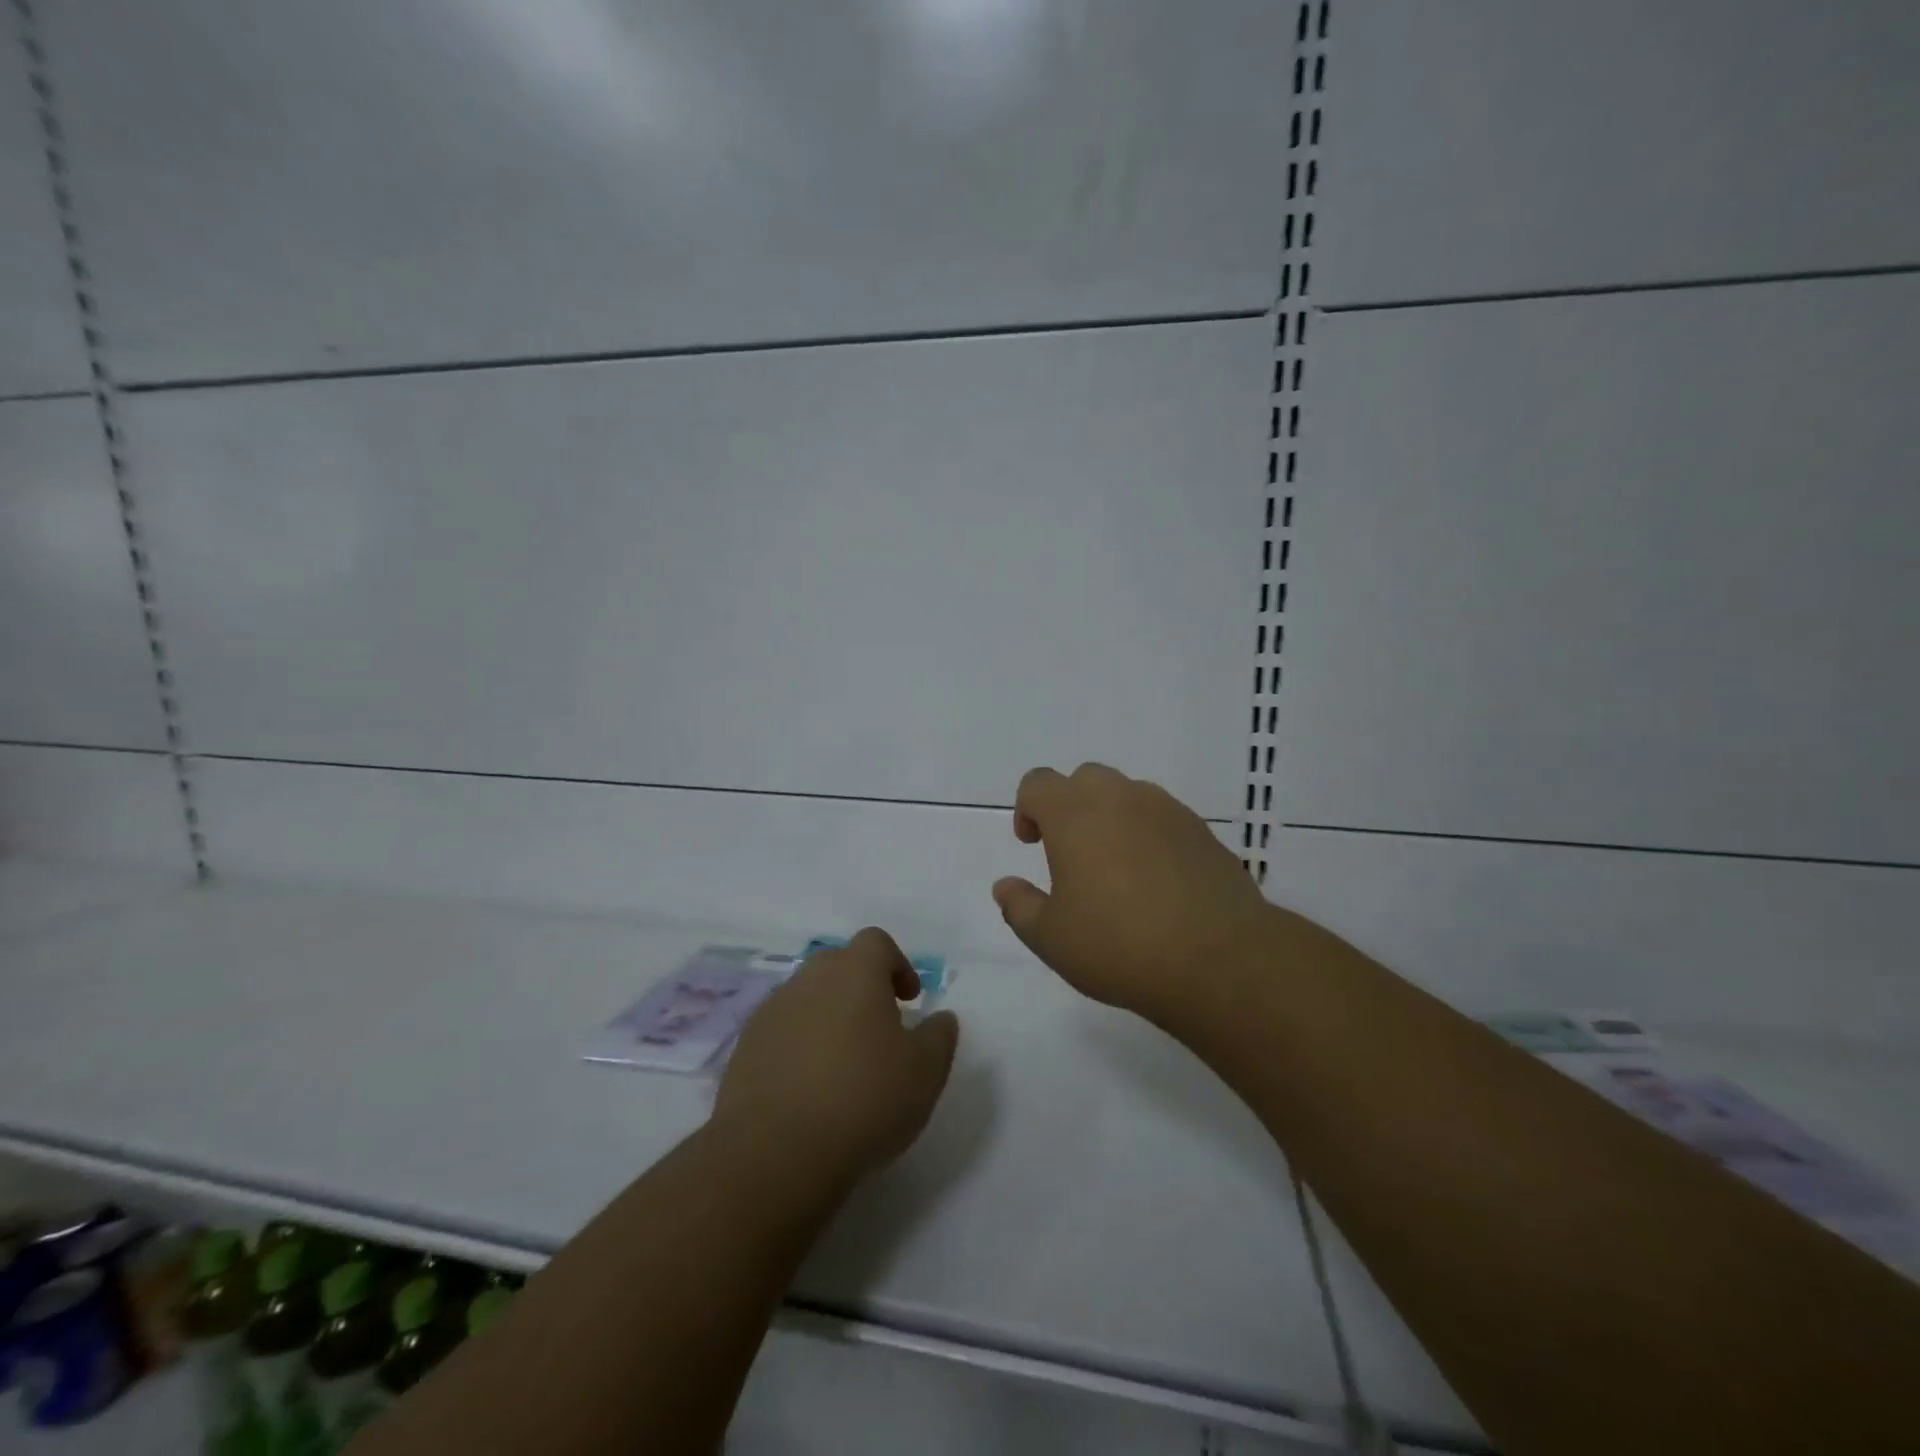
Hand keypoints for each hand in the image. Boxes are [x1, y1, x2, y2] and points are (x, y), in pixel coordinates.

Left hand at [714, 928, 959, 1188]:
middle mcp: (809, 979)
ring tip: (843, 1062)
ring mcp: (771, 1012)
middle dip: (861, 987)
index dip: (897, 964)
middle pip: (838, 964)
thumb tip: (941, 1018)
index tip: (909, 1000)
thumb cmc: (863, 1100)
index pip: (876, 942)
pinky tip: (809, 1087)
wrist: (775, 1153)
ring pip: (806, 997)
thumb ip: (939, 1037)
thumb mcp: (925, 1072)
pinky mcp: (745, 1048)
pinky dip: (798, 1045)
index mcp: (854, 972)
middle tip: (878, 1028)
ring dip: (827, 1016)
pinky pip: (781, 1031)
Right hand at [992, 763, 1273, 1024]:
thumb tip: (1005, 886)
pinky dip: (1148, 836)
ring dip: (1111, 818)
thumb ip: (1019, 906)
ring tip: (1116, 870)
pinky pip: (1162, 818)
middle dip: (1069, 807)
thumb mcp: (1051, 938)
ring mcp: (1167, 810)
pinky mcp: (1202, 831)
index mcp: (1074, 814)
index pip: (1038, 782)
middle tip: (1070, 854)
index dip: (1027, 808)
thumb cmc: (1119, 945)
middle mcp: (1120, 798)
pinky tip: (1155, 882)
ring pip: (1127, 795)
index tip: (1032, 844)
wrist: (1219, 959)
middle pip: (1084, 779)